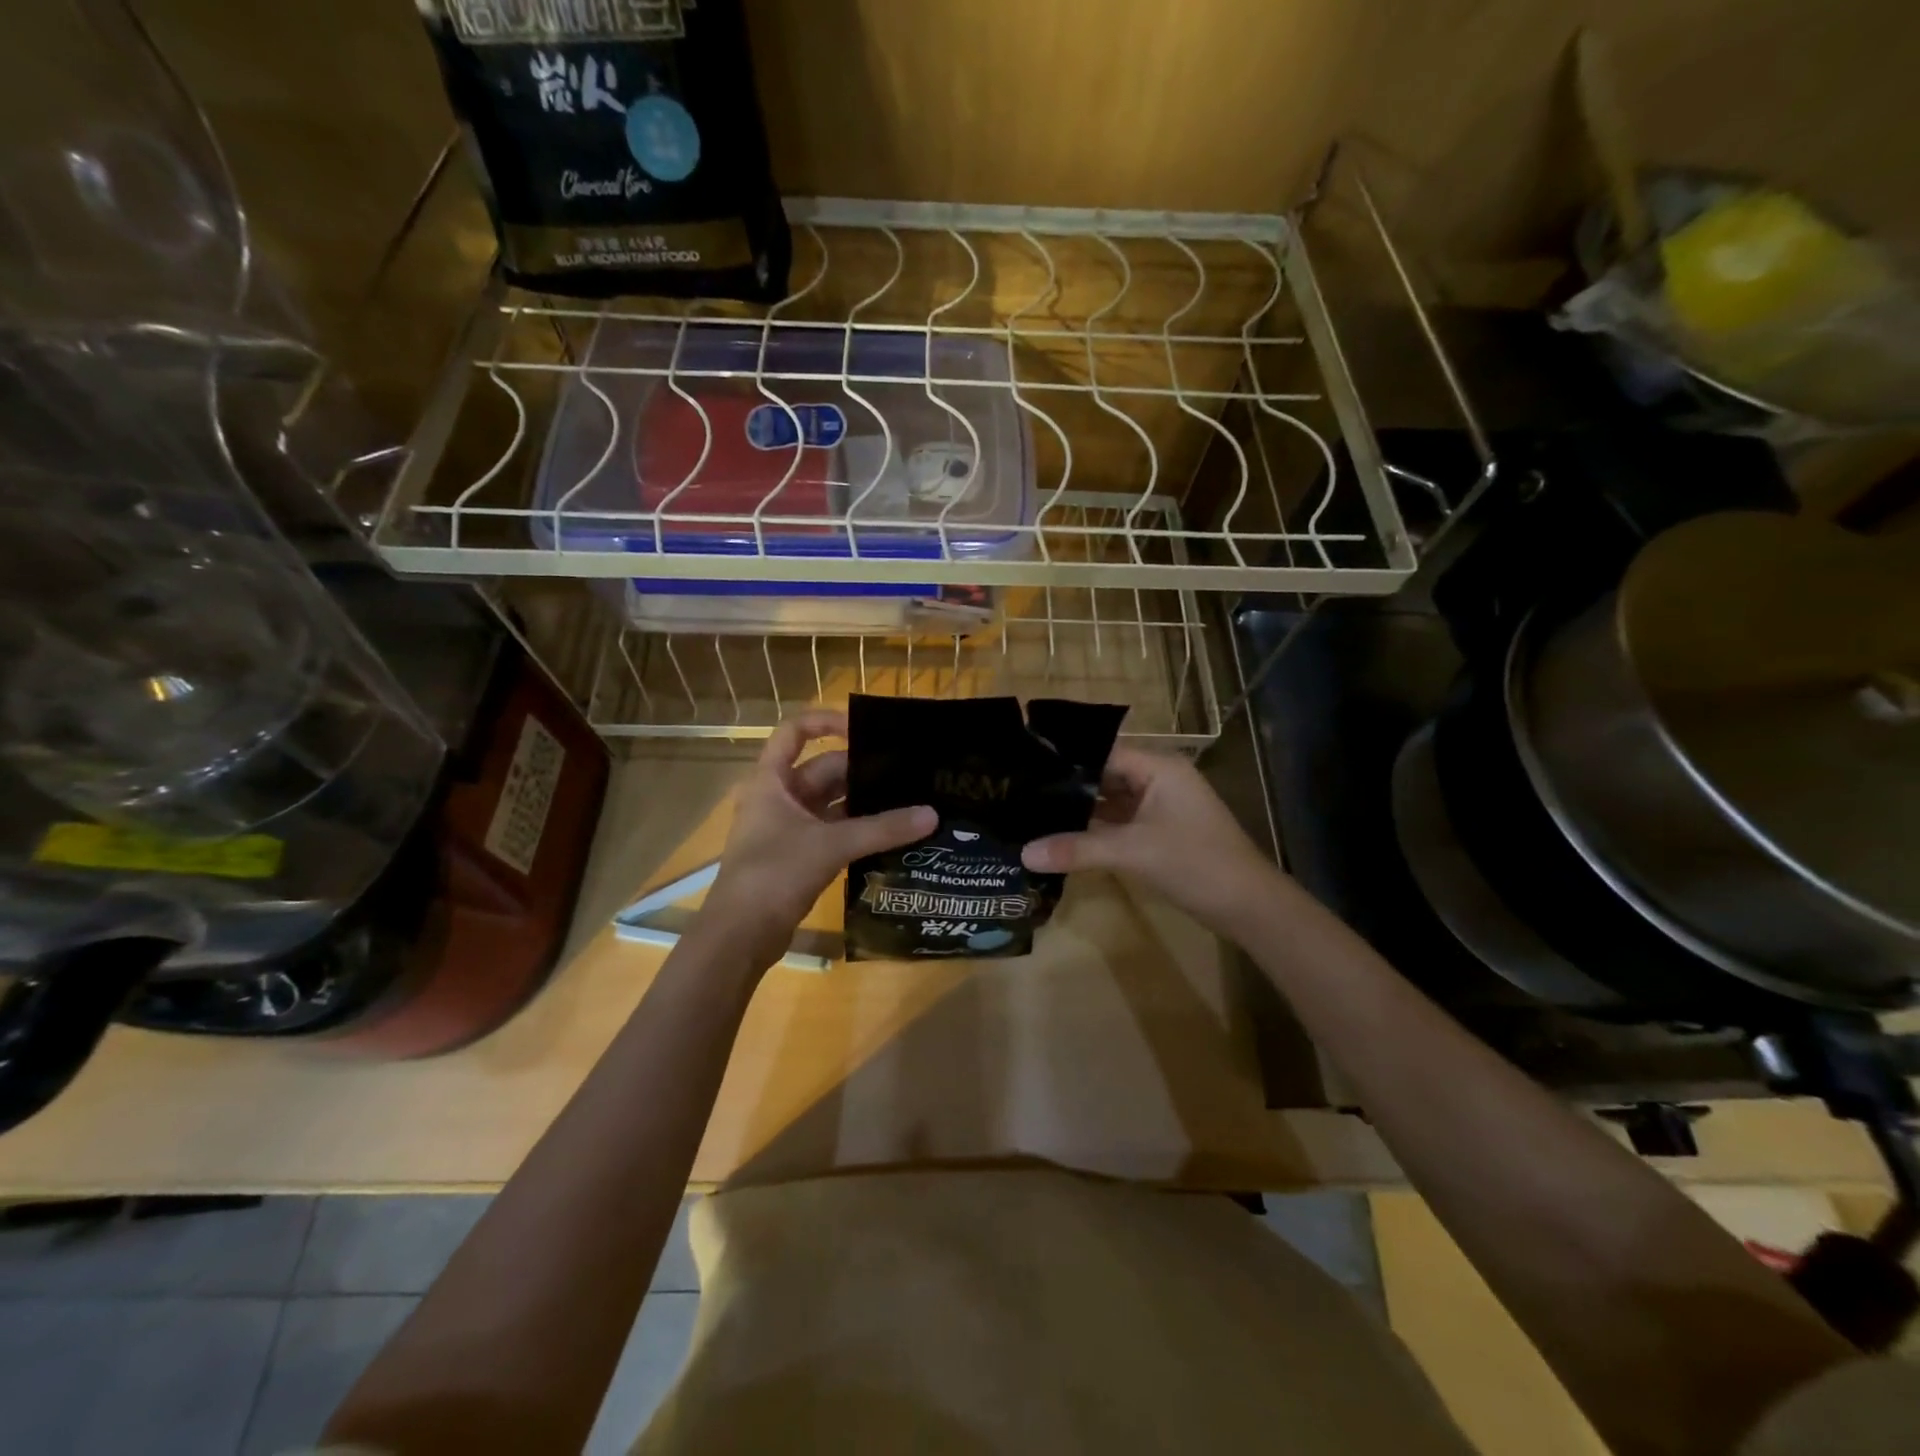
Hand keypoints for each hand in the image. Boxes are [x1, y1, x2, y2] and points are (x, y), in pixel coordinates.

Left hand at [703, 710, 934, 969]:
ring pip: (831, 804)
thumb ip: (882, 829)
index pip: (795, 732)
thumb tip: (931, 814)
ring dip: (863, 804)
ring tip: (907, 800)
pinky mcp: (798, 857)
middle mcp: (778, 798)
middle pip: (822, 770)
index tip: (865, 731)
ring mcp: (787, 829)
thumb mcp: (830, 846)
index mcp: (772, 781)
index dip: (827, 722)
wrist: (739, 937)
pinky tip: (891, 834)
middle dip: (861, 770)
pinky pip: (833, 832)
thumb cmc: (774, 875)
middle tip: (907, 773)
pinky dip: (858, 831)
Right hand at [1021, 746, 1279, 934]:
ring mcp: (1160, 806)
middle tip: (1020, 790)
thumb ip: (1076, 849)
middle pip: (1104, 774)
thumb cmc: (1195, 863)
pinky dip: (1094, 828)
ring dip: (1080, 808)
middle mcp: (1158, 779)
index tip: (1024, 766)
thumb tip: (1024, 853)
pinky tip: (1062, 835)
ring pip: (1110, 800)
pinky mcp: (1158, 831)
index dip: (1065, 759)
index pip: (1102, 752)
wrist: (1248, 905)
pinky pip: (1119, 821)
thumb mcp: (1132, 852)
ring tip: (1032, 810)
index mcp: (1158, 767)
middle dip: (1068, 785)